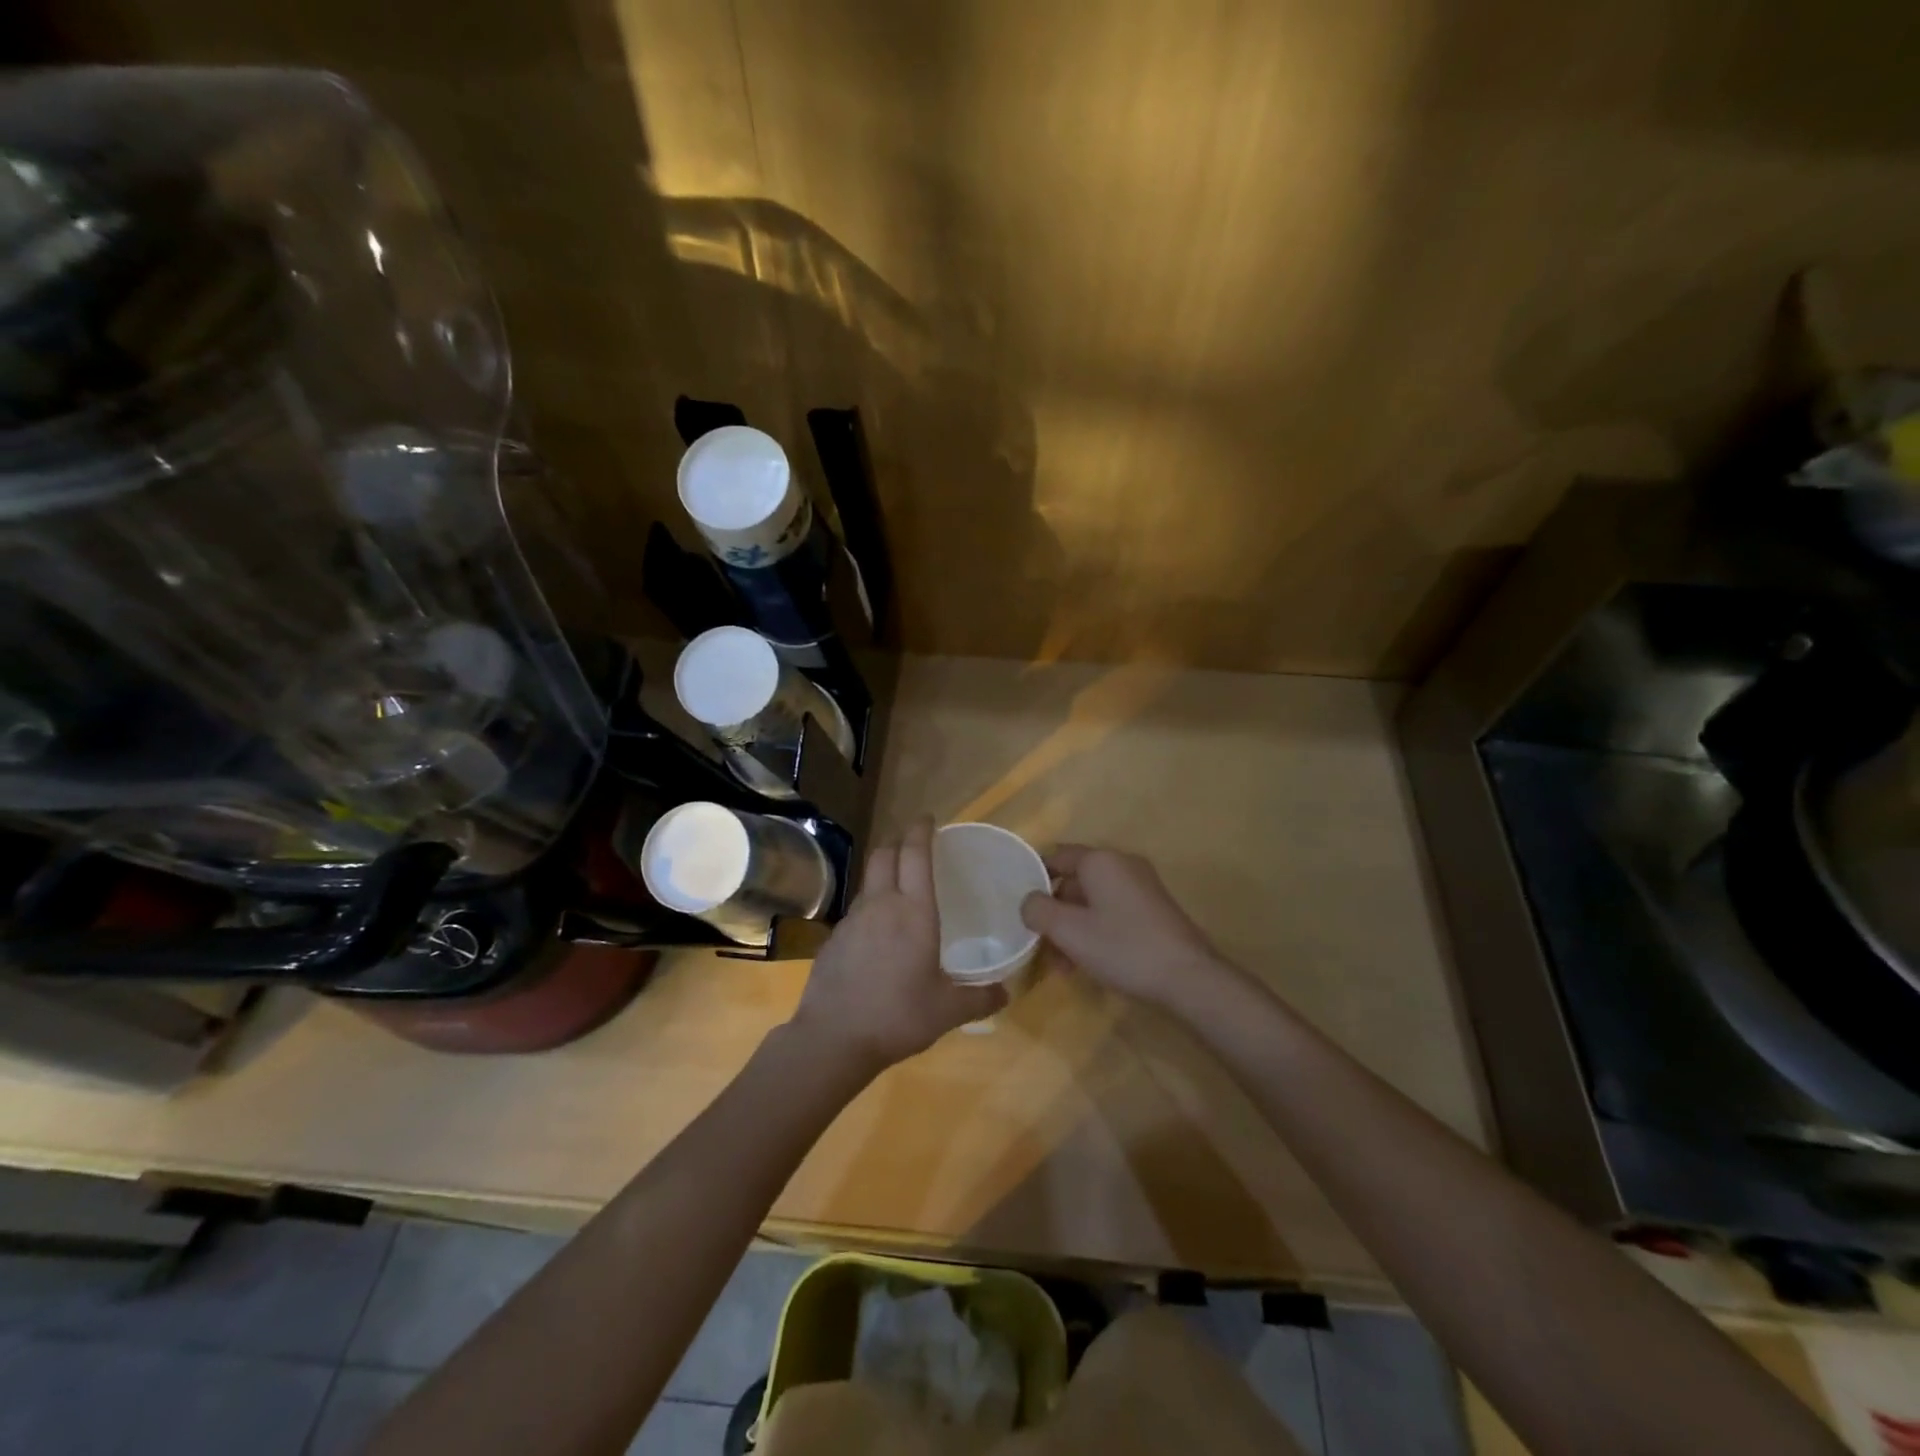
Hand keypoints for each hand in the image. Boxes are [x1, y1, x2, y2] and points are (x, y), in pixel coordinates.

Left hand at [791, 817, 1005, 1069]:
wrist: (834, 1038)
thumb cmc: (898, 1016)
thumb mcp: (948, 1011)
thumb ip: (980, 998)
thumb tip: (1007, 992)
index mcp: (914, 912)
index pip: (915, 855)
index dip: (921, 831)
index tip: (927, 819)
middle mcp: (881, 905)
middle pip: (884, 855)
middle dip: (898, 842)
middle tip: (913, 845)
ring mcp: (852, 920)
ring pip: (868, 881)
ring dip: (883, 874)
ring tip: (899, 888)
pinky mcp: (834, 938)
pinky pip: (856, 910)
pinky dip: (870, 906)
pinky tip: (877, 932)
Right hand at [1020, 844, 1225, 1008]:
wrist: (1188, 977)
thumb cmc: (1122, 947)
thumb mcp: (1069, 931)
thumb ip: (1038, 910)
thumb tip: (1029, 902)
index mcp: (1100, 861)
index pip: (1056, 856)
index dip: (1033, 877)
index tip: (1019, 906)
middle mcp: (1122, 864)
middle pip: (1074, 881)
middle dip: (1054, 912)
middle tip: (1041, 944)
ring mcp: (1142, 886)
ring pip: (1093, 900)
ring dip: (1073, 927)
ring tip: (1063, 965)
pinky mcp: (1154, 908)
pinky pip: (1113, 911)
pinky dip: (1096, 930)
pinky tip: (1089, 962)